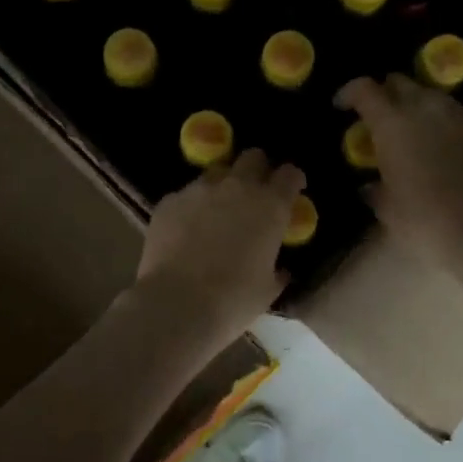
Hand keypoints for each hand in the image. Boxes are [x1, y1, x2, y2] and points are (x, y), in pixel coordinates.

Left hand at [135, 150, 304, 350]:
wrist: (178, 304)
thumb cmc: (233, 301)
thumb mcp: (267, 289)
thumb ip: (277, 270)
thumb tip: (280, 269)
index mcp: (271, 207)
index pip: (290, 174)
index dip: (292, 180)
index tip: (291, 190)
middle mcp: (237, 187)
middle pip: (253, 157)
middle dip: (257, 170)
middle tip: (255, 193)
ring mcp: (199, 190)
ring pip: (216, 173)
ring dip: (222, 186)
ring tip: (216, 212)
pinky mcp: (169, 201)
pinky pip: (185, 195)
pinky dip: (191, 207)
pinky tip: (186, 230)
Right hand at [337, 75, 462, 274]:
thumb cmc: (425, 222)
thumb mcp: (388, 210)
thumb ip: (377, 190)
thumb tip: (372, 186)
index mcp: (392, 124)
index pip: (364, 90)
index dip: (349, 93)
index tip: (341, 106)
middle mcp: (426, 109)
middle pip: (400, 83)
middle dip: (386, 95)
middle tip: (378, 119)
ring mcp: (460, 116)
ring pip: (432, 96)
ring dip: (416, 108)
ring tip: (411, 134)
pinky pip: (456, 117)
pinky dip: (443, 126)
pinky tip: (442, 151)